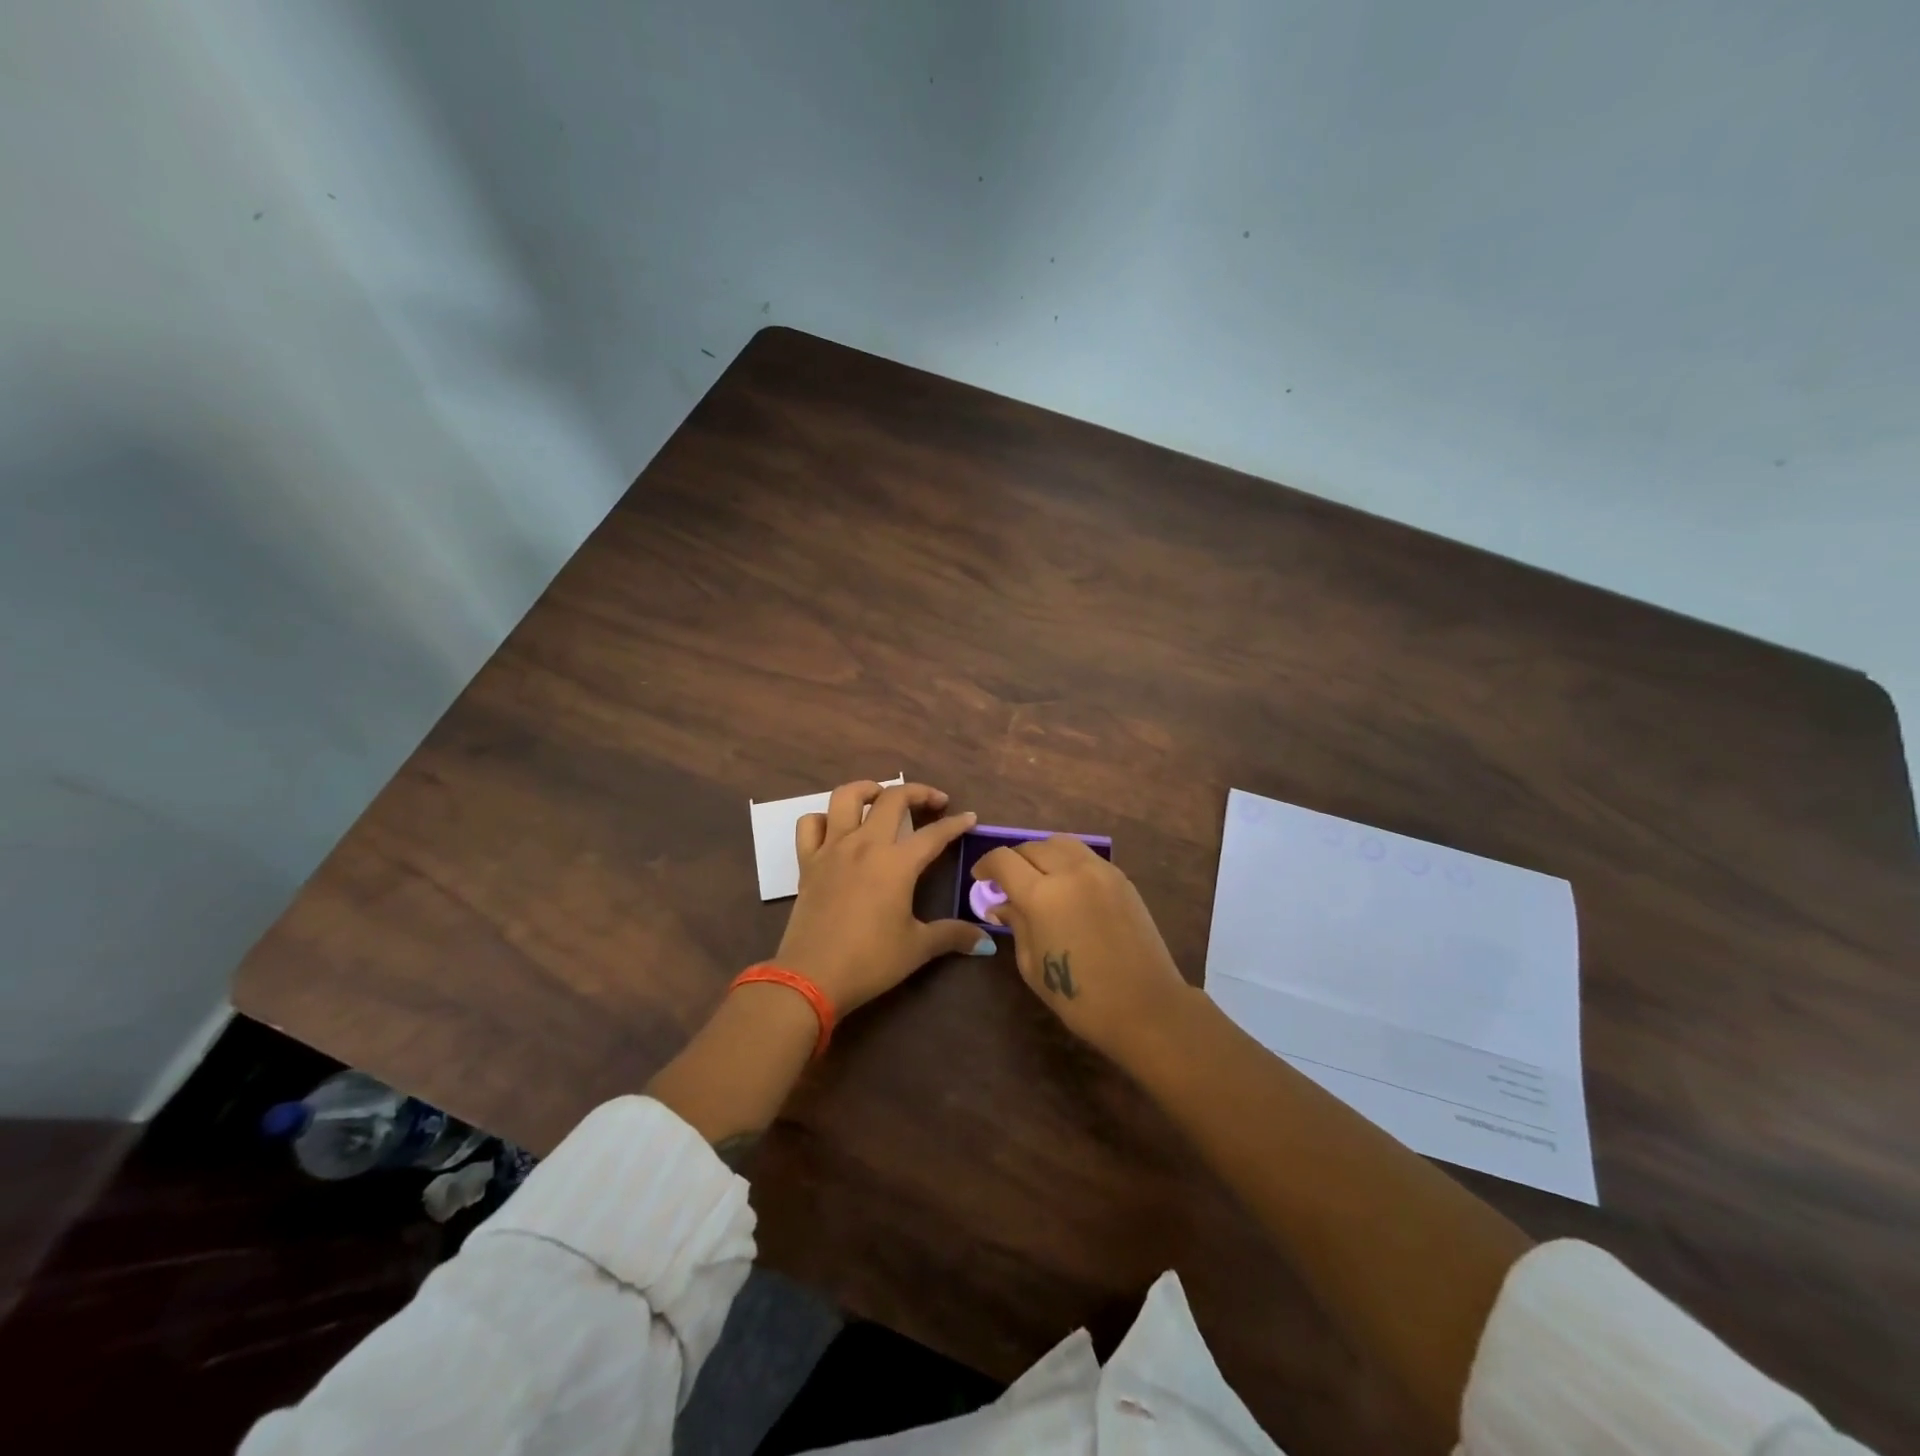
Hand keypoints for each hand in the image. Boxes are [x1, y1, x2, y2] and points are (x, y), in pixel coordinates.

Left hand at [775, 780, 995, 1016]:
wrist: (811, 977)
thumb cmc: (870, 961)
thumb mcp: (917, 948)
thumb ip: (952, 936)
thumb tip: (985, 942)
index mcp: (897, 863)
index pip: (934, 834)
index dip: (955, 824)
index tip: (969, 818)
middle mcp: (865, 845)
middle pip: (892, 799)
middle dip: (918, 792)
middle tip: (933, 802)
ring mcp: (832, 849)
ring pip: (846, 797)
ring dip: (867, 789)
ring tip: (881, 797)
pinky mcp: (807, 862)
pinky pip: (810, 825)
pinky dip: (823, 819)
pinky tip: (835, 828)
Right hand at [972, 836, 1191, 1065]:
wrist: (1145, 1006)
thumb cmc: (1080, 996)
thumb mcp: (1032, 965)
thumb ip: (1016, 925)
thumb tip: (1002, 904)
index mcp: (1041, 895)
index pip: (1003, 860)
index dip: (986, 865)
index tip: (981, 878)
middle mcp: (1070, 872)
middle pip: (1031, 846)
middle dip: (1014, 861)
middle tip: (1008, 882)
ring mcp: (1100, 871)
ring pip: (1061, 843)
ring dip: (1042, 854)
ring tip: (1039, 877)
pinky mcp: (1121, 878)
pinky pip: (1086, 856)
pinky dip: (1068, 861)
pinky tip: (1068, 885)